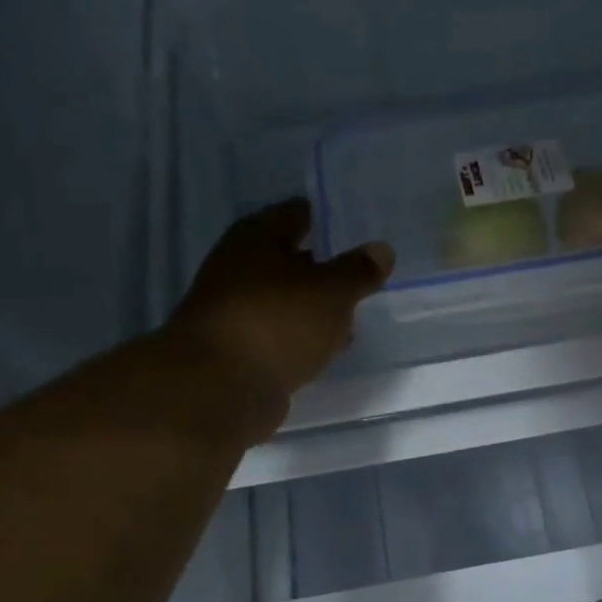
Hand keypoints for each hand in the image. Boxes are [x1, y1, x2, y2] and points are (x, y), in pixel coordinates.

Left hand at [165, 198, 393, 439]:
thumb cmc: (278, 322)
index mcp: (257, 237)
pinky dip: (301, 337)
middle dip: (324, 268)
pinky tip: (326, 348)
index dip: (328, 219)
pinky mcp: (239, 349)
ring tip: (353, 316)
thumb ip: (358, 271)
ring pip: (285, 300)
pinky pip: (279, 334)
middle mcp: (239, 266)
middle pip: (289, 259)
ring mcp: (236, 310)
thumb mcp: (332, 292)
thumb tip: (382, 249)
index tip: (359, 230)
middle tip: (363, 276)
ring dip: (314, 308)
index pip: (297, 213)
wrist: (220, 387)